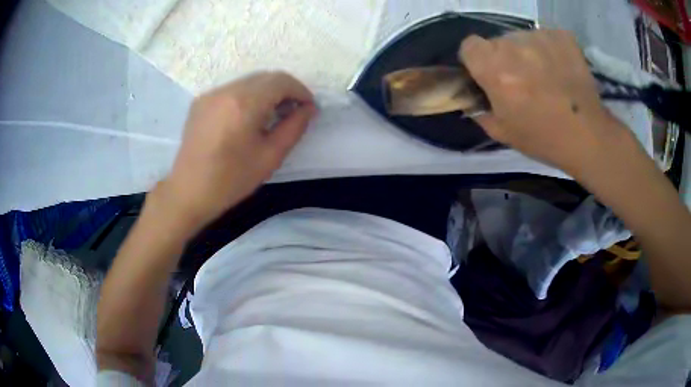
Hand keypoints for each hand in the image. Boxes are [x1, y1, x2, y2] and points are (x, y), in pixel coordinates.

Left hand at [158, 71, 315, 232]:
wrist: (188, 192)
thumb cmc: (231, 180)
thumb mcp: (270, 157)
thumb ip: (294, 127)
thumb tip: (309, 109)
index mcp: (244, 104)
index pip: (281, 81)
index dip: (300, 91)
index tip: (308, 108)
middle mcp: (226, 91)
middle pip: (265, 77)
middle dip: (284, 90)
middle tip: (292, 111)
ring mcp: (211, 94)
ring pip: (248, 81)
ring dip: (266, 92)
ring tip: (271, 115)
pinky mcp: (201, 101)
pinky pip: (232, 90)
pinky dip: (247, 96)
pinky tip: (247, 118)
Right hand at [459, 30, 633, 177]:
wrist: (588, 136)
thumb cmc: (543, 138)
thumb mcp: (503, 133)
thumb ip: (480, 110)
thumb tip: (472, 98)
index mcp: (494, 69)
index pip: (469, 45)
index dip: (476, 59)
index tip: (488, 74)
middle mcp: (513, 46)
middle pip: (497, 41)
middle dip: (504, 57)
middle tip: (522, 80)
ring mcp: (540, 38)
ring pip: (522, 38)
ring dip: (527, 53)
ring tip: (545, 76)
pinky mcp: (561, 36)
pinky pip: (545, 36)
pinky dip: (548, 48)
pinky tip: (559, 68)